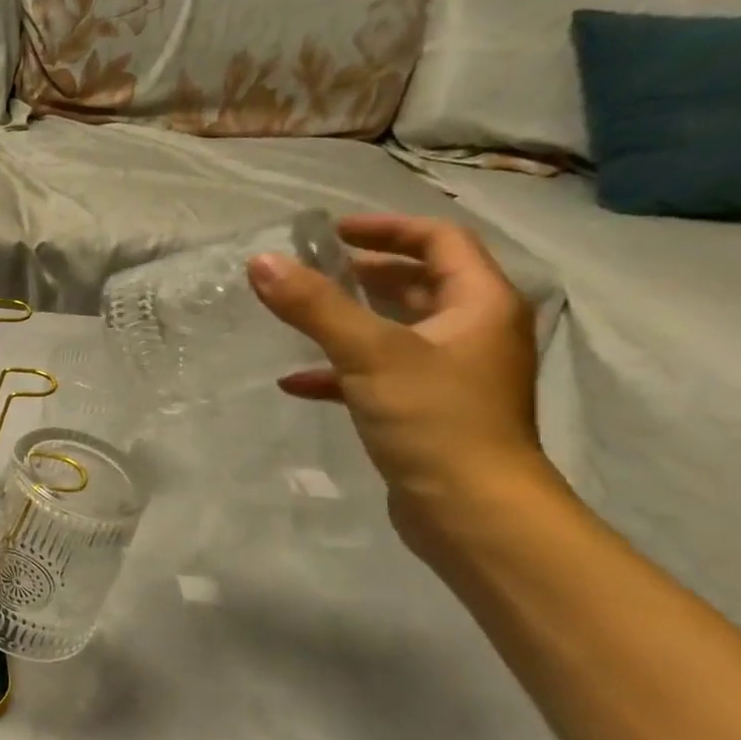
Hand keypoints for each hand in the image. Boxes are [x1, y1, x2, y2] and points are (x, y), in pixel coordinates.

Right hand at [247, 214, 547, 545]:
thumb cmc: (434, 418)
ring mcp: (450, 375)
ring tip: (300, 314)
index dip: (387, 228)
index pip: (439, 242)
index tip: (333, 231)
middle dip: (364, 273)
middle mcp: (473, 332)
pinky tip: (295, 382)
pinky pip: (378, 375)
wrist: (471, 511)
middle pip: (419, 283)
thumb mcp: (369, 354)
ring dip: (349, 320)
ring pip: (396, 330)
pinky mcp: (425, 411)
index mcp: (479, 305)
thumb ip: (314, 306)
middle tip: (311, 270)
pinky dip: (339, 371)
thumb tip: (260, 262)